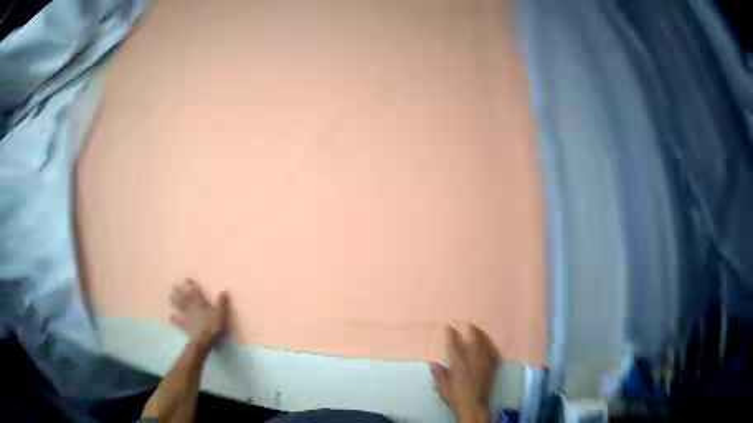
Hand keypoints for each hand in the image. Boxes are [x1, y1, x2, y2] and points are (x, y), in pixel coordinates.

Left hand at [169, 278, 230, 351]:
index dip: (191, 285)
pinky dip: (174, 318)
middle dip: (179, 291)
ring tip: (170, 296)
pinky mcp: (185, 325)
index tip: (186, 279)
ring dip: (175, 301)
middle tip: (174, 286)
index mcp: (201, 302)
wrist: (204, 340)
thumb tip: (224, 290)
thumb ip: (222, 302)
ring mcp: (187, 316)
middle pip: (185, 297)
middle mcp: (192, 306)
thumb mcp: (222, 313)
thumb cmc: (214, 326)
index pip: (195, 291)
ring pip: (180, 306)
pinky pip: (178, 321)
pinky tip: (170, 316)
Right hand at [430, 325, 499, 422]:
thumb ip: (440, 374)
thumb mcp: (443, 387)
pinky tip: (491, 345)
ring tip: (481, 330)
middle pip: (473, 343)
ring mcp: (483, 365)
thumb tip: (433, 363)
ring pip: (484, 347)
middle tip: (470, 324)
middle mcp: (473, 362)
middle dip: (472, 333)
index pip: (455, 347)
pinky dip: (492, 348)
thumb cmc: (456, 397)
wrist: (473, 406)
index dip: (452, 336)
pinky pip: (493, 355)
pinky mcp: (491, 370)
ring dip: (483, 337)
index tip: (450, 327)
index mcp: (459, 365)